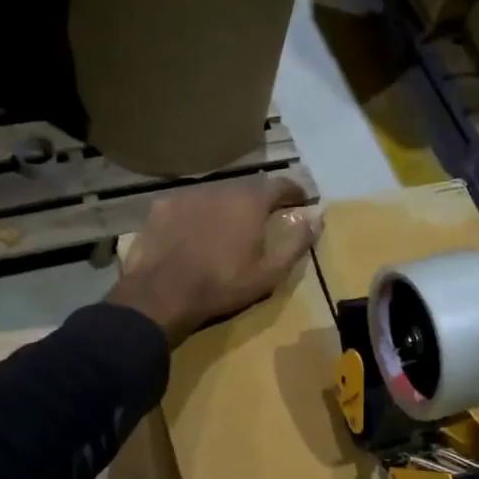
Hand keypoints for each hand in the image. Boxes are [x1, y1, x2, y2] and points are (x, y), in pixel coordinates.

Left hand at [110, 176, 319, 345]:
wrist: (162, 294)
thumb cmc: (222, 285)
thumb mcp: (269, 273)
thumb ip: (296, 243)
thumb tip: (317, 218)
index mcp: (250, 201)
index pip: (280, 185)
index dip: (294, 192)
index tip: (301, 201)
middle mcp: (220, 188)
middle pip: (245, 190)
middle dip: (256, 204)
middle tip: (260, 223)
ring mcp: (187, 194)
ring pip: (214, 196)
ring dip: (224, 209)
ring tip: (223, 231)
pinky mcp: (161, 207)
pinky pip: (186, 206)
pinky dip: (194, 216)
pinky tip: (191, 235)